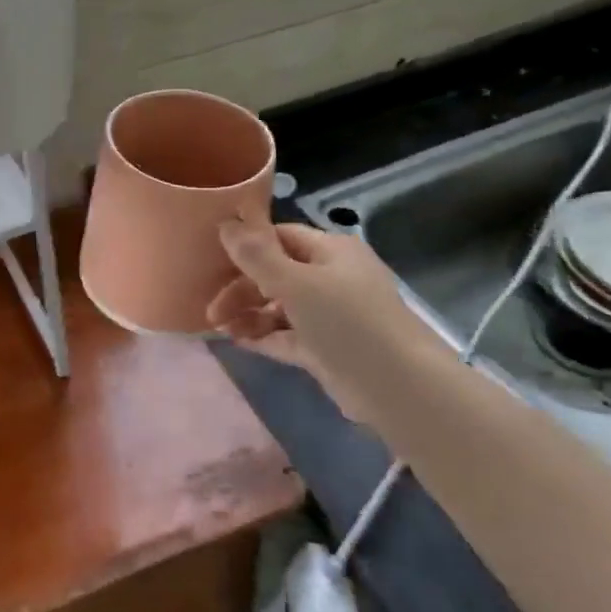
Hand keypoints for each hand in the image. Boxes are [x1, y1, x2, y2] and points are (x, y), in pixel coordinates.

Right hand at [206, 214, 446, 419]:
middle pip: (275, 273)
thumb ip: (257, 256)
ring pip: (280, 306)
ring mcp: (331, 315)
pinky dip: (264, 336)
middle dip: (241, 289)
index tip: (212, 262)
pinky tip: (237, 341)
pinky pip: (287, 335)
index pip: (280, 237)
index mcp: (331, 251)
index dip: (246, 246)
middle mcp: (332, 277)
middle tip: (212, 310)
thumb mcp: (296, 283)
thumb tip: (225, 223)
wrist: (398, 388)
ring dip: (249, 314)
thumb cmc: (347, 322)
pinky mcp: (327, 348)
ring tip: (220, 329)